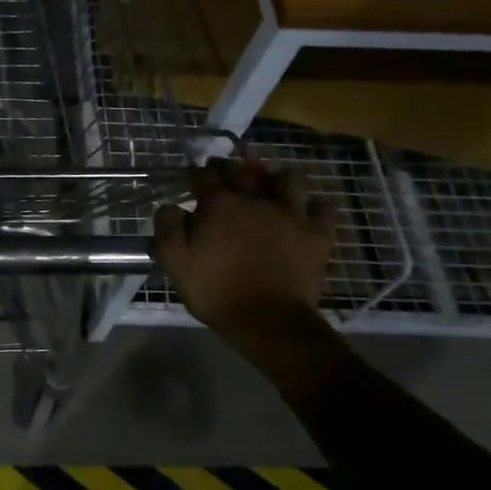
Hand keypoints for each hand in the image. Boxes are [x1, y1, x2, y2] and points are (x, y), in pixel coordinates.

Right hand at [151, 146, 335, 336]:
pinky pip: (323, 209)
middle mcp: (255, 199)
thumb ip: (167, 228)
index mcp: (219, 204)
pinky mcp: (316, 233)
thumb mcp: (175, 262)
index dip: (196, 174)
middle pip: (242, 170)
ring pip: (288, 179)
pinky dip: (315, 207)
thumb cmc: (216, 291)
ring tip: (270, 186)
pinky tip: (306, 212)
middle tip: (224, 174)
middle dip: (230, 167)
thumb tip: (170, 206)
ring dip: (276, 178)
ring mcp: (290, 214)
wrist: (268, 321)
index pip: (204, 175)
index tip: (192, 180)